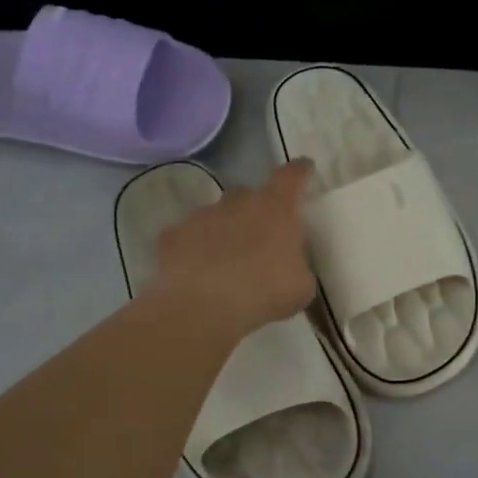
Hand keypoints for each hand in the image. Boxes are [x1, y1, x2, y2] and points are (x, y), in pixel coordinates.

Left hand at [155, 161, 317, 336]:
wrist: (203, 308)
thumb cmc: (264, 293)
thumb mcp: (301, 286)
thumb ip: (298, 265)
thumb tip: (290, 264)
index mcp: (275, 208)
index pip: (292, 176)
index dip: (300, 172)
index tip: (304, 169)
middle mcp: (237, 202)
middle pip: (249, 195)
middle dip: (255, 211)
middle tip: (259, 239)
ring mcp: (201, 215)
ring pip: (216, 215)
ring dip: (223, 231)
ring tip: (225, 262)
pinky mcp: (173, 235)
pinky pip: (188, 237)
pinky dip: (193, 249)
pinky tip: (196, 272)